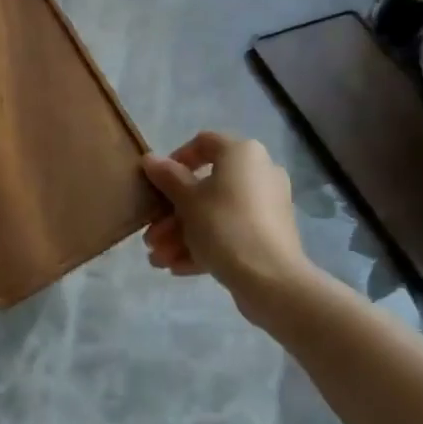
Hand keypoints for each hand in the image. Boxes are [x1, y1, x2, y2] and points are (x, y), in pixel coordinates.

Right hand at [141, 133, 314, 320]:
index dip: (176, 159)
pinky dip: (205, 246)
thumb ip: (167, 177)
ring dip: (183, 235)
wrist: (272, 280)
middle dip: (173, 214)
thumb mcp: (188, 200)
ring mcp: (267, 206)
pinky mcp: (269, 236)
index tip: (157, 183)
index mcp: (242, 154)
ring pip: (216, 214)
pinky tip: (177, 268)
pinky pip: (231, 232)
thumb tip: (150, 159)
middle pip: (206, 186)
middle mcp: (259, 173)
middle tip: (151, 236)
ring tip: (158, 260)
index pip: (204, 143)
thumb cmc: (224, 226)